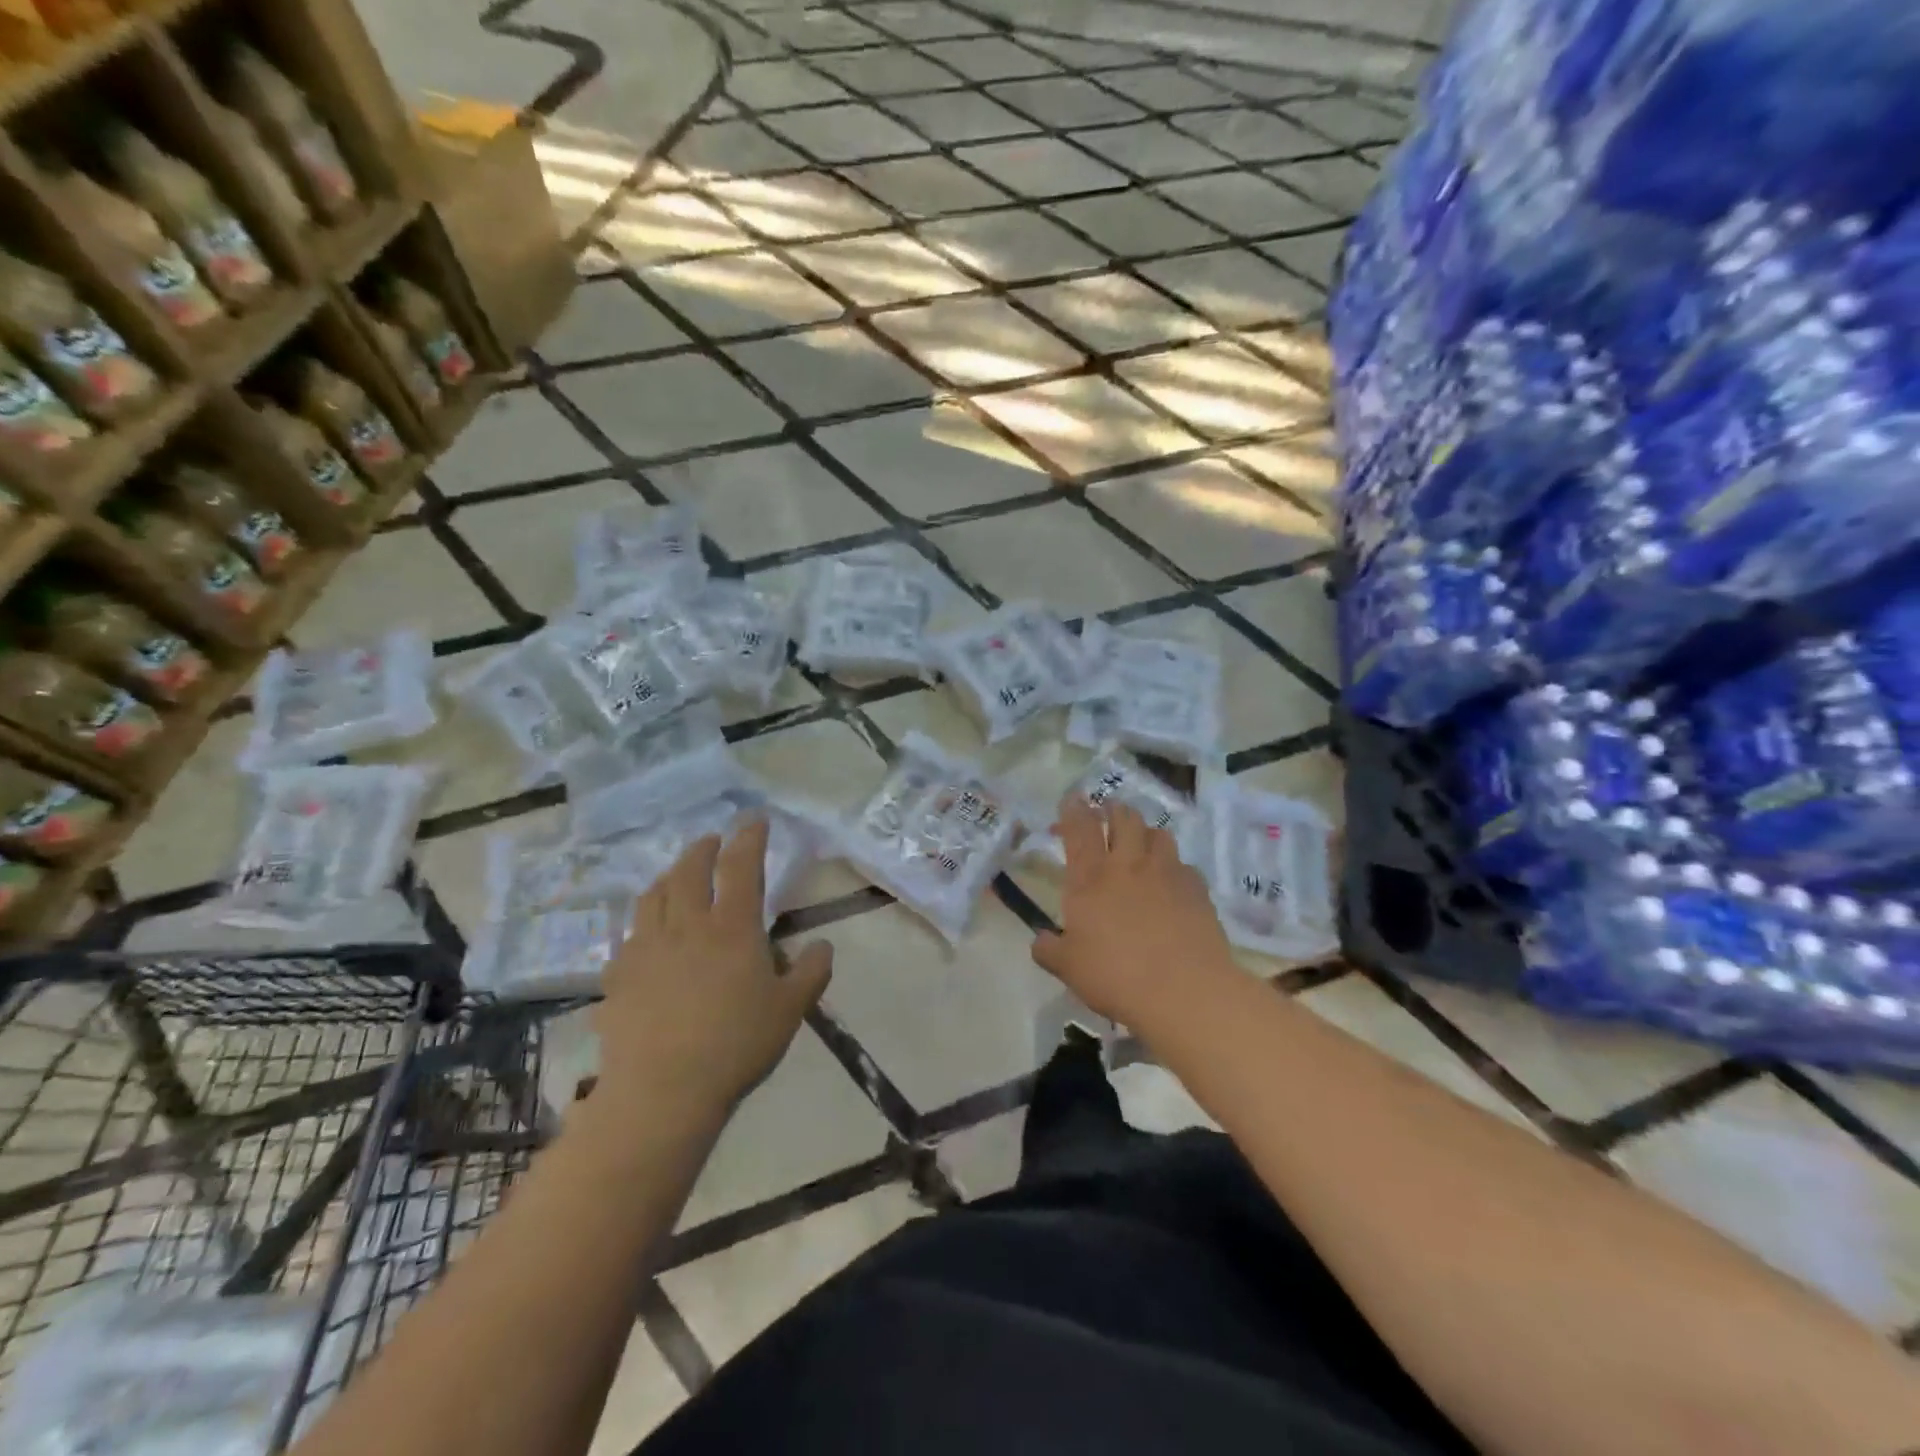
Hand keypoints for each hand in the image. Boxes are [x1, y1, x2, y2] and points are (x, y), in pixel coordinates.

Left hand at [594, 820, 833, 1112]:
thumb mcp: (791, 1009)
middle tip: (712, 841)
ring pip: (654, 896)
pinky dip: (642, 921)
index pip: (741, 866)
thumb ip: (811, 972)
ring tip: (676, 874)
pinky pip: (629, 935)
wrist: (663, 1091)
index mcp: (732, 927)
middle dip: (703, 848)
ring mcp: (646, 948)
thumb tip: (823, 945)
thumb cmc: (736, 1044)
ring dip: (669, 876)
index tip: (753, 819)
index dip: (749, 838)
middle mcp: (686, 926)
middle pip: (689, 870)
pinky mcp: (618, 975)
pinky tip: (645, 934)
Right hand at [1032, 800, 1237, 1027]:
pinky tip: (1171, 882)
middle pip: (1123, 818)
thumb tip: (1040, 940)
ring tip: (1141, 842)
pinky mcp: (1197, 889)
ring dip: (1145, 832)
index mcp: (1090, 878)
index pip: (1080, 828)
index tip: (1072, 798)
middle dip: (1113, 810)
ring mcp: (1166, 872)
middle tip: (1107, 813)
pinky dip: (1173, 866)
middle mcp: (1128, 865)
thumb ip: (1049, 949)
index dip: (1074, 809)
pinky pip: (1183, 864)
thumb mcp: (1068, 968)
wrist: (1184, 991)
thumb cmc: (1116, 976)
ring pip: (1157, 833)